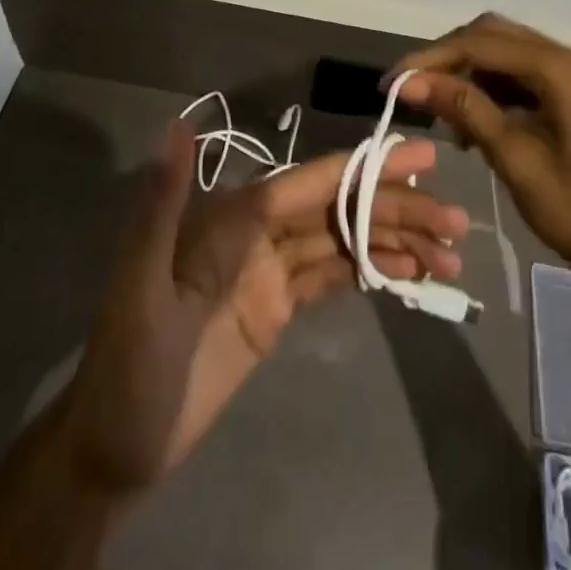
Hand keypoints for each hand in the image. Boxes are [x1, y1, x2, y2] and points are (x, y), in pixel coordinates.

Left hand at [58, 120, 467, 497]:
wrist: (115, 445)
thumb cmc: (129, 362)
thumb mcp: (141, 282)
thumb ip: (164, 201)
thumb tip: (181, 123)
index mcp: (233, 218)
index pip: (311, 184)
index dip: (365, 169)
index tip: (419, 159)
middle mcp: (257, 233)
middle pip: (337, 209)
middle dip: (395, 208)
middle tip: (455, 220)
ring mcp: (270, 271)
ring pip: (342, 241)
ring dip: (393, 240)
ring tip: (449, 252)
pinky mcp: (278, 308)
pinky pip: (333, 277)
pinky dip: (372, 269)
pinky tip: (410, 271)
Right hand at [390, 13, 570, 293]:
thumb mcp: (514, 158)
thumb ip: (465, 108)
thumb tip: (412, 81)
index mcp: (561, 69)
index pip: (481, 43)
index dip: (432, 57)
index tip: (394, 80)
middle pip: (494, 36)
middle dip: (449, 58)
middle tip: (413, 89)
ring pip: (507, 53)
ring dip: (469, 74)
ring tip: (440, 112)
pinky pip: (524, 75)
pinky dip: (493, 89)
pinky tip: (472, 121)